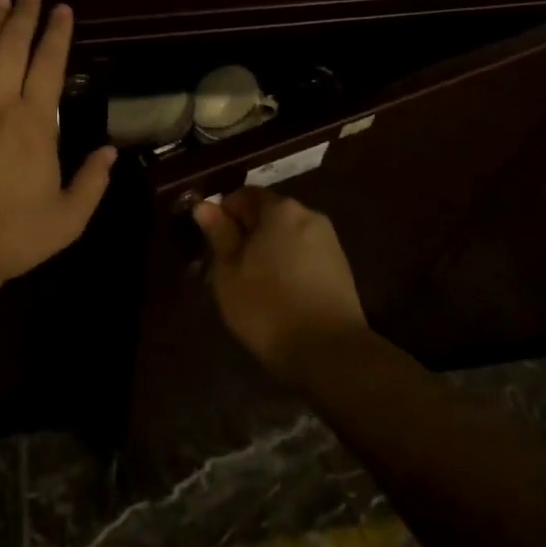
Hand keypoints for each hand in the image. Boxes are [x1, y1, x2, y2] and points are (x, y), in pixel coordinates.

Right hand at [193, 187, 368, 384]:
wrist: (329, 351)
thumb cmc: (267, 306)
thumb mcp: (229, 272)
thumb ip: (218, 234)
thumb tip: (204, 205)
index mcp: (280, 209)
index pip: (244, 195)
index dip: (223, 214)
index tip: (211, 243)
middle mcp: (309, 215)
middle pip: (268, 215)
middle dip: (246, 234)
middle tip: (227, 269)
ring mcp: (329, 242)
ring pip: (286, 237)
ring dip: (267, 252)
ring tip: (252, 286)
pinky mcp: (341, 268)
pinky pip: (304, 256)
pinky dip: (288, 267)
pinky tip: (278, 296)